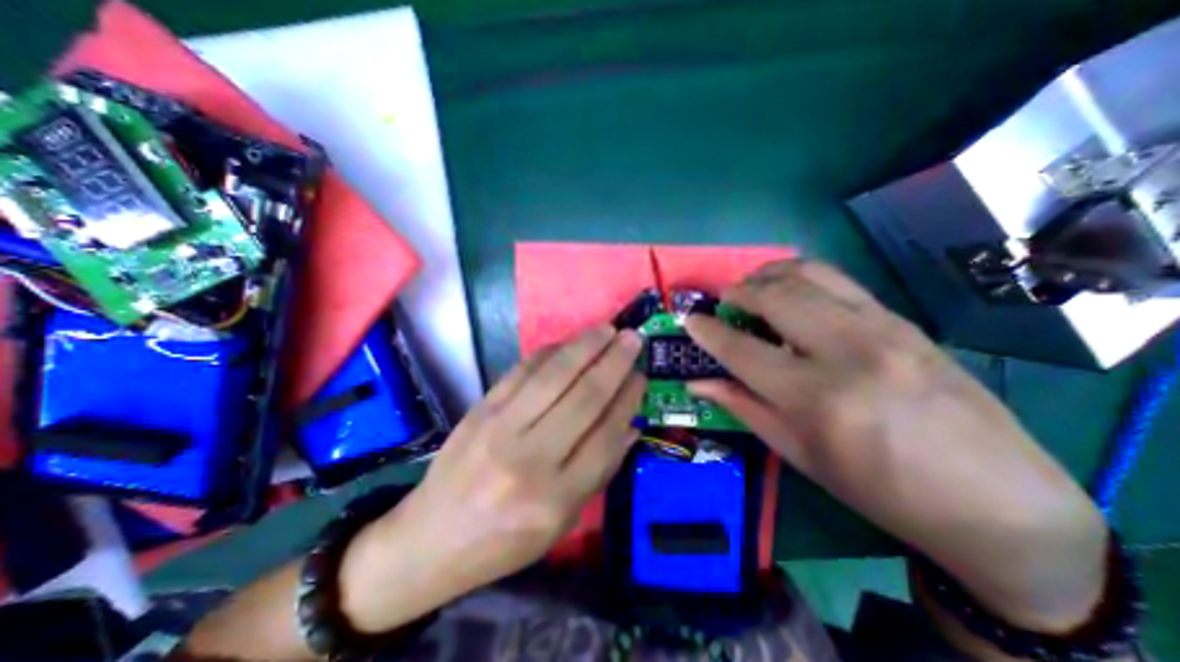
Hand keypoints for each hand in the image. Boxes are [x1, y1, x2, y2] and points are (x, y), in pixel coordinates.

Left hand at [338, 324, 644, 629]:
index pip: (606, 436)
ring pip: (553, 376)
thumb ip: (598, 472)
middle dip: (614, 362)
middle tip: (633, 338)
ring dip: (585, 347)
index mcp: (555, 498)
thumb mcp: (561, 523)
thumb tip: (630, 425)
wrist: (429, 539)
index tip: (641, 376)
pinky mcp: (480, 409)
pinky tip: (568, 342)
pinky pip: (521, 371)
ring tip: (607, 330)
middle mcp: (529, 458)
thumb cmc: (503, 540)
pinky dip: (549, 352)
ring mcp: (500, 428)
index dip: (628, 400)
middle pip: (583, 398)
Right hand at [689, 261, 1112, 634]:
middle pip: (774, 297)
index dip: (707, 331)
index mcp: (816, 397)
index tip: (688, 320)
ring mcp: (881, 327)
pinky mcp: (901, 319)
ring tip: (750, 288)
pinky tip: (790, 288)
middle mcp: (847, 350)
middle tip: (721, 302)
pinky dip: (802, 274)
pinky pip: (838, 280)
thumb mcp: (798, 454)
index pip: (741, 350)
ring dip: (767, 275)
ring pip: (807, 275)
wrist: (995, 501)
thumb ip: (743, 407)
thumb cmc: (879, 488)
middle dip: (736, 292)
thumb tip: (697, 383)